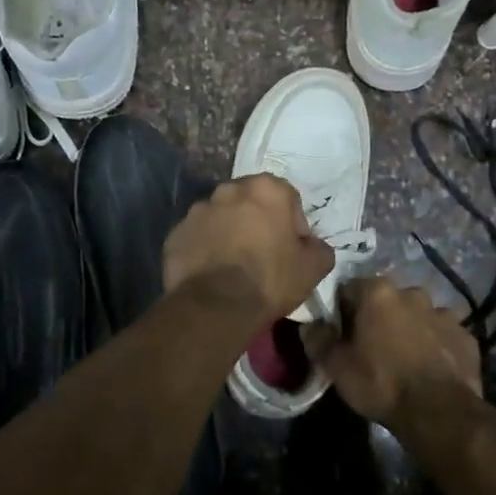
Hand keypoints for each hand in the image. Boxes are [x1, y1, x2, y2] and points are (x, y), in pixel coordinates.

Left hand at [163, 174, 334, 323]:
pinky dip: (205, 249)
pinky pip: (197, 237)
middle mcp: (229, 190)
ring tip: (234, 266)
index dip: (292, 224)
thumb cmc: (270, 279)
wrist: (216, 305)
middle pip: (250, 202)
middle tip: (262, 255)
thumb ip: (319, 247)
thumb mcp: (314, 267)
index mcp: (266, 189)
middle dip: (257, 222)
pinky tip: (212, 273)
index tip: (291, 249)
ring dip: (229, 233)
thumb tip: (312, 245)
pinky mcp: (176, 233)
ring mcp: (197, 210)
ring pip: (221, 218)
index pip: (287, 198)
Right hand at [302, 276, 481, 424]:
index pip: (349, 289)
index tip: (341, 333)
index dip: (342, 311)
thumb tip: (309, 324)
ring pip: (418, 315)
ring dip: (410, 329)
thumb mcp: (337, 367)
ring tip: (404, 359)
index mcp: (377, 292)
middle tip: (372, 347)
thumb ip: (318, 340)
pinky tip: (430, 369)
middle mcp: (412, 293)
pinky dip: (436, 345)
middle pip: (386, 300)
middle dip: (379, 317)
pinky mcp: (466, 336)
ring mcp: (444, 313)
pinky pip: (443, 335)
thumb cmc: (381, 383)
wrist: (439, 413)